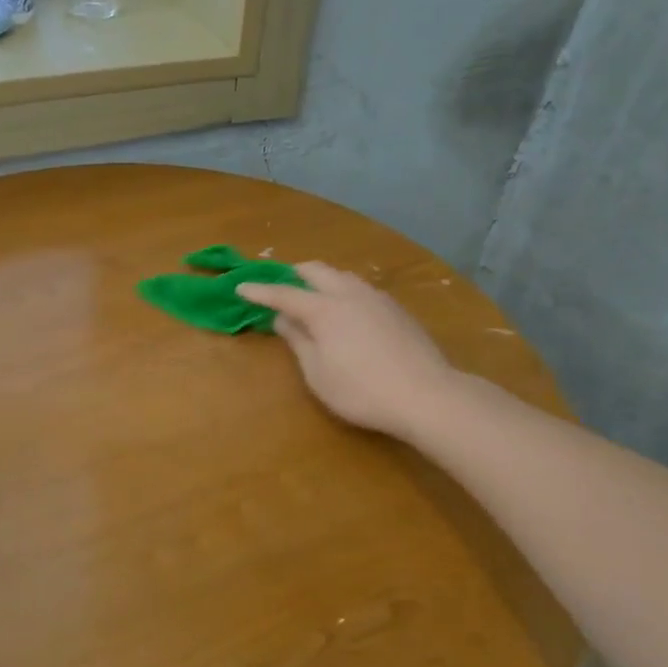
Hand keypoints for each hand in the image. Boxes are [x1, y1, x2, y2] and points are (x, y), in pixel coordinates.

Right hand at [237, 263, 456, 439]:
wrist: (427, 395)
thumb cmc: (362, 391)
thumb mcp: (318, 373)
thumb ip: (298, 341)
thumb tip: (283, 319)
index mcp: (325, 309)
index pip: (284, 294)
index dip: (260, 292)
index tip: (240, 287)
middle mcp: (350, 293)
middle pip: (316, 271)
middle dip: (294, 275)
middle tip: (281, 288)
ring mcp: (377, 298)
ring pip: (342, 276)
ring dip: (322, 281)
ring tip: (313, 298)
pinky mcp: (396, 309)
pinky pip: (361, 289)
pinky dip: (343, 292)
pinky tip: (346, 312)